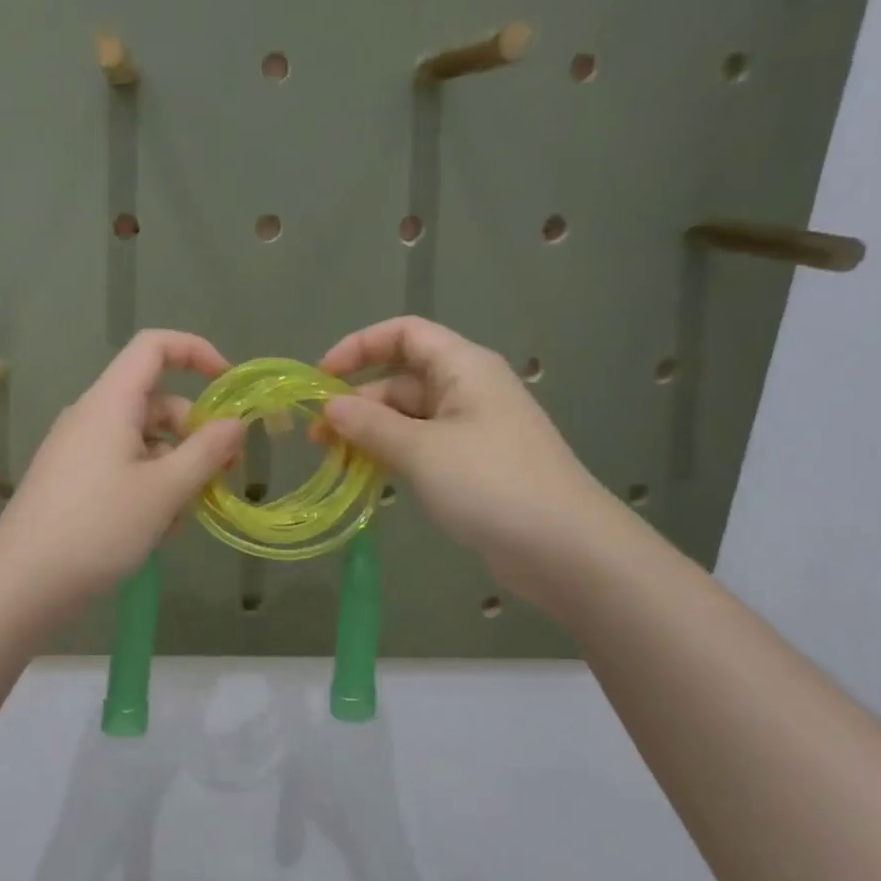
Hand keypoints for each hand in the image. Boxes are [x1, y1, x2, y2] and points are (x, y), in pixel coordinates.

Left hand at [0, 330, 244, 619]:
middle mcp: (91, 417)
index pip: (154, 346)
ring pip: (142, 443)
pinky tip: (155, 530)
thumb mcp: (165, 490)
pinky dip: (148, 488)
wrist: (22, 584)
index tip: (230, 386)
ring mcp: (78, 451)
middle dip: (194, 433)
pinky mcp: (72, 483)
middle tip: (223, 475)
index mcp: (110, 402)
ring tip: (182, 518)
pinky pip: (122, 469)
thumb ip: (207, 452)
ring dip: (174, 470)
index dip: (196, 352)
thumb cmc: (98, 527)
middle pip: (155, 402)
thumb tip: (236, 424)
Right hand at [319, 316, 633, 609]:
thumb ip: (370, 425)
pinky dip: (391, 456)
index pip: (404, 334)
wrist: (563, 547)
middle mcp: (467, 389)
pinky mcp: (471, 465)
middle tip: (316, 439)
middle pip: (401, 379)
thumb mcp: (421, 450)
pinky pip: (420, 447)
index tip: (320, 378)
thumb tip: (329, 408)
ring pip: (407, 417)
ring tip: (332, 461)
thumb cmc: (490, 483)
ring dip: (369, 433)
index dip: (359, 347)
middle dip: (356, 403)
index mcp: (463, 367)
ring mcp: (471, 429)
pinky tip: (365, 477)